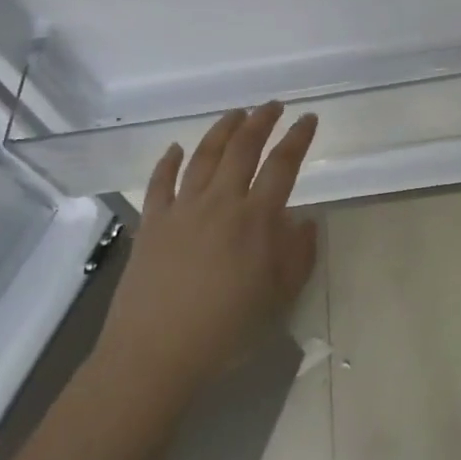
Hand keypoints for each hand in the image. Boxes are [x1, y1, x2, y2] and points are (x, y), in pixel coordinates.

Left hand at [96, 103, 318, 402]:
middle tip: (273, 106)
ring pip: (204, 155)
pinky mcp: (151, 223)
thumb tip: (305, 220)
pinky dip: (169, 161)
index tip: (308, 118)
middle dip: (261, 121)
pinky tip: (176, 148)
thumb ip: (297, 256)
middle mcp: (219, 202)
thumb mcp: (278, 299)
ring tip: (236, 113)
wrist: (155, 353)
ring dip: (222, 130)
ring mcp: (181, 209)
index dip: (298, 138)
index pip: (282, 166)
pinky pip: (161, 182)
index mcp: (255, 219)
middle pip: (242, 148)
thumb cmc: (225, 331)